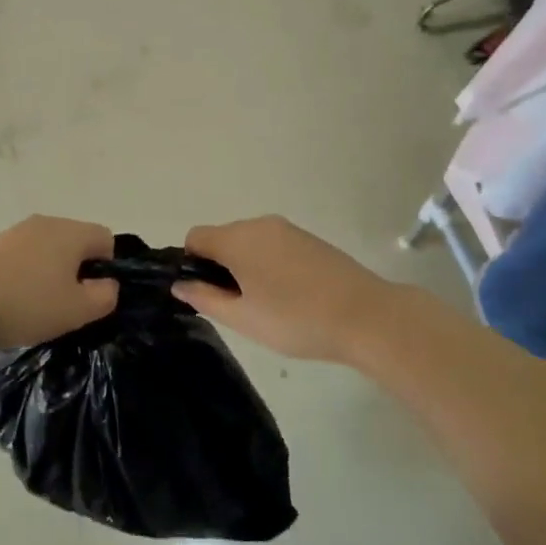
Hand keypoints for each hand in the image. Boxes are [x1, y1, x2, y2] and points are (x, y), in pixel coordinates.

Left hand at [0, 215, 118, 353]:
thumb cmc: (27, 305)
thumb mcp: (78, 310)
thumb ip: (105, 296)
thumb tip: (107, 283)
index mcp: (70, 232)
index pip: (105, 238)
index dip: (106, 268)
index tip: (91, 295)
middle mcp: (45, 222)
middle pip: (76, 241)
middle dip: (78, 269)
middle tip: (67, 304)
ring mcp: (16, 231)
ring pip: (48, 248)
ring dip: (50, 272)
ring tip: (38, 305)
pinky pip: (24, 256)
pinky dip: (26, 273)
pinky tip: (14, 299)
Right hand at [173, 215, 400, 363]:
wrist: (366, 316)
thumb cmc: (295, 319)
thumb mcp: (242, 317)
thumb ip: (205, 297)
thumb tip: (179, 284)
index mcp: (237, 239)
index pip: (196, 237)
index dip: (192, 264)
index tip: (207, 294)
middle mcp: (259, 224)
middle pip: (223, 238)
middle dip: (220, 267)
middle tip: (238, 307)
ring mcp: (288, 229)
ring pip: (250, 242)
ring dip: (247, 266)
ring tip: (267, 305)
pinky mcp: (310, 239)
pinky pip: (274, 246)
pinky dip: (270, 265)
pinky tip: (290, 296)